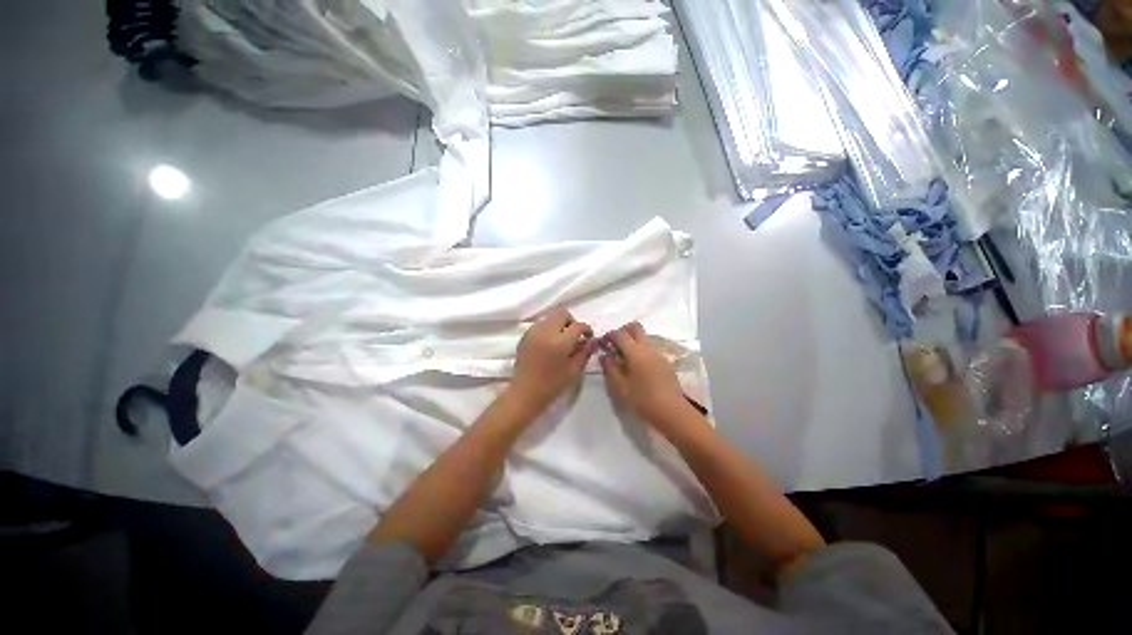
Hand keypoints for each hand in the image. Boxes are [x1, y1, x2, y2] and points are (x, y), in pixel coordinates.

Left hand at [509, 309, 596, 416]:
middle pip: (562, 314)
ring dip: (559, 324)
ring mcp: (533, 332)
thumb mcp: (574, 371)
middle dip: (571, 322)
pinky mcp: (525, 336)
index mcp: (560, 342)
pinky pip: (540, 324)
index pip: (578, 326)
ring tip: (562, 340)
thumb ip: (585, 353)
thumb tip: (593, 341)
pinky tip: (549, 343)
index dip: (586, 330)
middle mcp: (545, 332)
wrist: (524, 393)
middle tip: (575, 337)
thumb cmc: (552, 385)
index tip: (588, 338)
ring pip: (550, 317)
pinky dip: (548, 328)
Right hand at [600, 322, 692, 430]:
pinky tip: (636, 367)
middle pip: (635, 328)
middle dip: (623, 331)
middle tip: (614, 345)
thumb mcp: (621, 386)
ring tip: (624, 358)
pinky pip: (649, 348)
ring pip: (643, 337)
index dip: (609, 335)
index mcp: (635, 352)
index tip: (603, 343)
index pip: (620, 334)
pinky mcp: (664, 361)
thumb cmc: (643, 399)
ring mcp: (658, 353)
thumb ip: (610, 368)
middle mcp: (647, 348)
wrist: (672, 411)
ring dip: (632, 341)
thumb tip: (605, 355)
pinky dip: (640, 350)